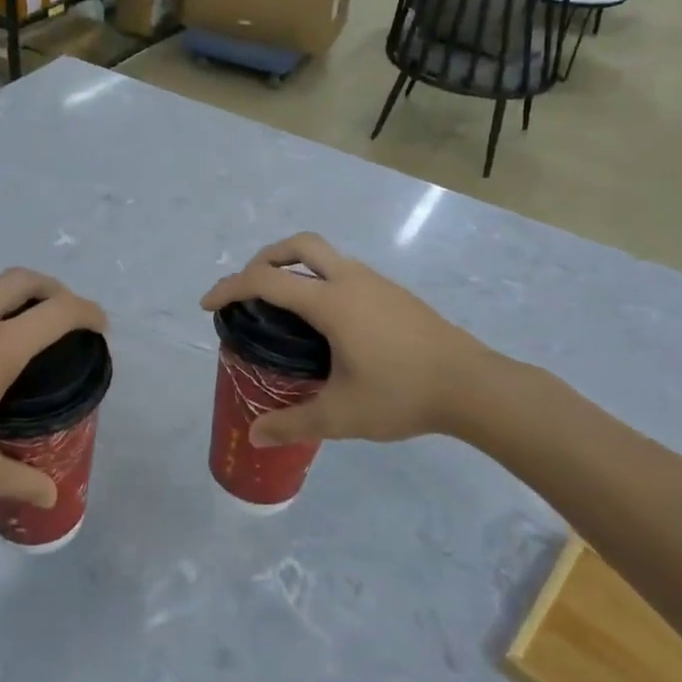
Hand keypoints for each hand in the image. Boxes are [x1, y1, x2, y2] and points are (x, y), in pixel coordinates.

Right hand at [200, 233, 505, 448]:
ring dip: (296, 266)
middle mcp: (350, 280)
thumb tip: (255, 435)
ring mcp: (376, 282)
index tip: (208, 304)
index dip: (230, 287)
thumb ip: (294, 423)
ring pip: (326, 256)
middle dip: (265, 257)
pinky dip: (321, 280)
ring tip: (284, 305)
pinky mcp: (394, 293)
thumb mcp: (342, 415)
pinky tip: (327, 322)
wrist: (473, 385)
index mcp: (331, 302)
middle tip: (249, 287)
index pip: (266, 280)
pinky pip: (345, 272)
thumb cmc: (402, 394)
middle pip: (299, 245)